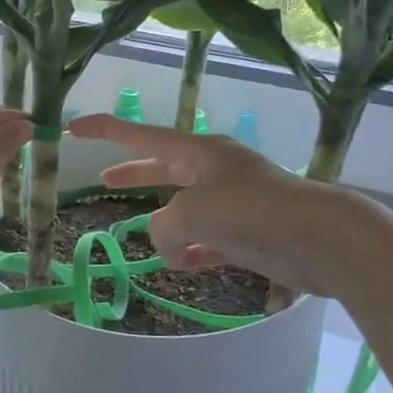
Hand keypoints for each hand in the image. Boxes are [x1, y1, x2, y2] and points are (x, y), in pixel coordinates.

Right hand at [67, 113, 367, 298]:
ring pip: (186, 210)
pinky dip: (194, 251)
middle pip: (162, 168)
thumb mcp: (190, 213)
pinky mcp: (248, 233)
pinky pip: (209, 240)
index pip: (140, 135)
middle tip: (102, 180)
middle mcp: (214, 171)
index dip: (104, 130)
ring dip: (168, 226)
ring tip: (159, 244)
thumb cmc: (250, 212)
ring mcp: (233, 202)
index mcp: (198, 151)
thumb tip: (169, 246)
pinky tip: (188, 264)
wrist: (319, 238)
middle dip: (134, 175)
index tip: (73, 128)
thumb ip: (163, 227)